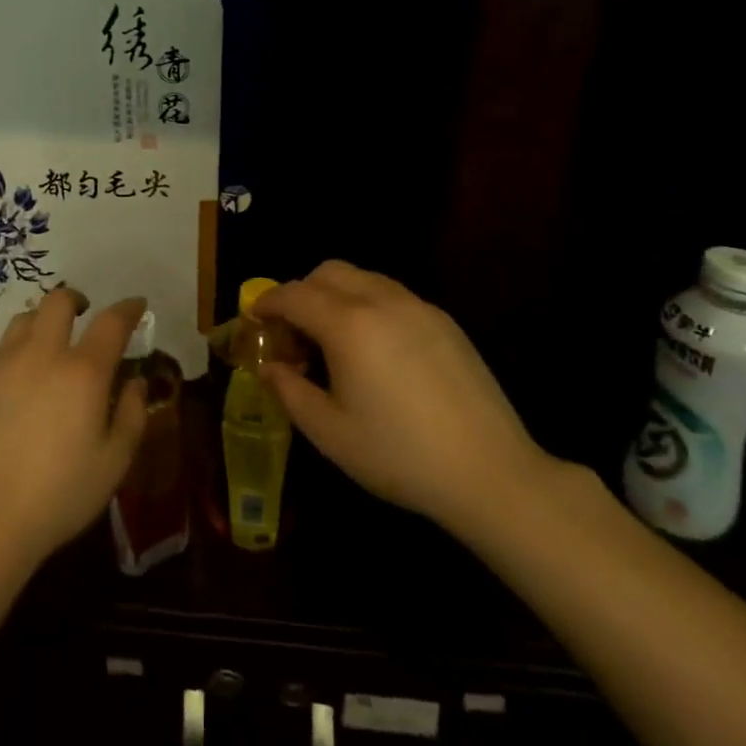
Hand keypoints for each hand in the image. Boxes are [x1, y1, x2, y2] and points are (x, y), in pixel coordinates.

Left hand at [0, 289, 149, 569]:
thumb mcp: (114, 462)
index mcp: (83, 372)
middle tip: (84, 315)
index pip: (111, 322)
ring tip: (46, 344)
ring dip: (41, 323)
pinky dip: (10, 352)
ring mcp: (1, 364)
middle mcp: (41, 354)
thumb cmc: (60, 495)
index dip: (127, 308)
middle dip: (76, 300)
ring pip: (23, 320)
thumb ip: (131, 415)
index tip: (136, 304)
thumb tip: (135, 382)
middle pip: (58, 301)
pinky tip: (12, 376)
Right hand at [255, 261, 557, 541]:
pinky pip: (393, 295)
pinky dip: (369, 305)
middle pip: (329, 272)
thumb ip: (290, 392)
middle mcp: (382, 302)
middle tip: (294, 331)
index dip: (268, 302)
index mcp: (348, 326)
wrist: (491, 473)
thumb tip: (268, 367)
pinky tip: (375, 349)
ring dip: (337, 295)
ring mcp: (418, 307)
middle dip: (302, 292)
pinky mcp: (445, 321)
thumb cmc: (399, 455)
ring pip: (364, 278)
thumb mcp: (330, 433)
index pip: (295, 295)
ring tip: (333, 340)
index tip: (255, 318)